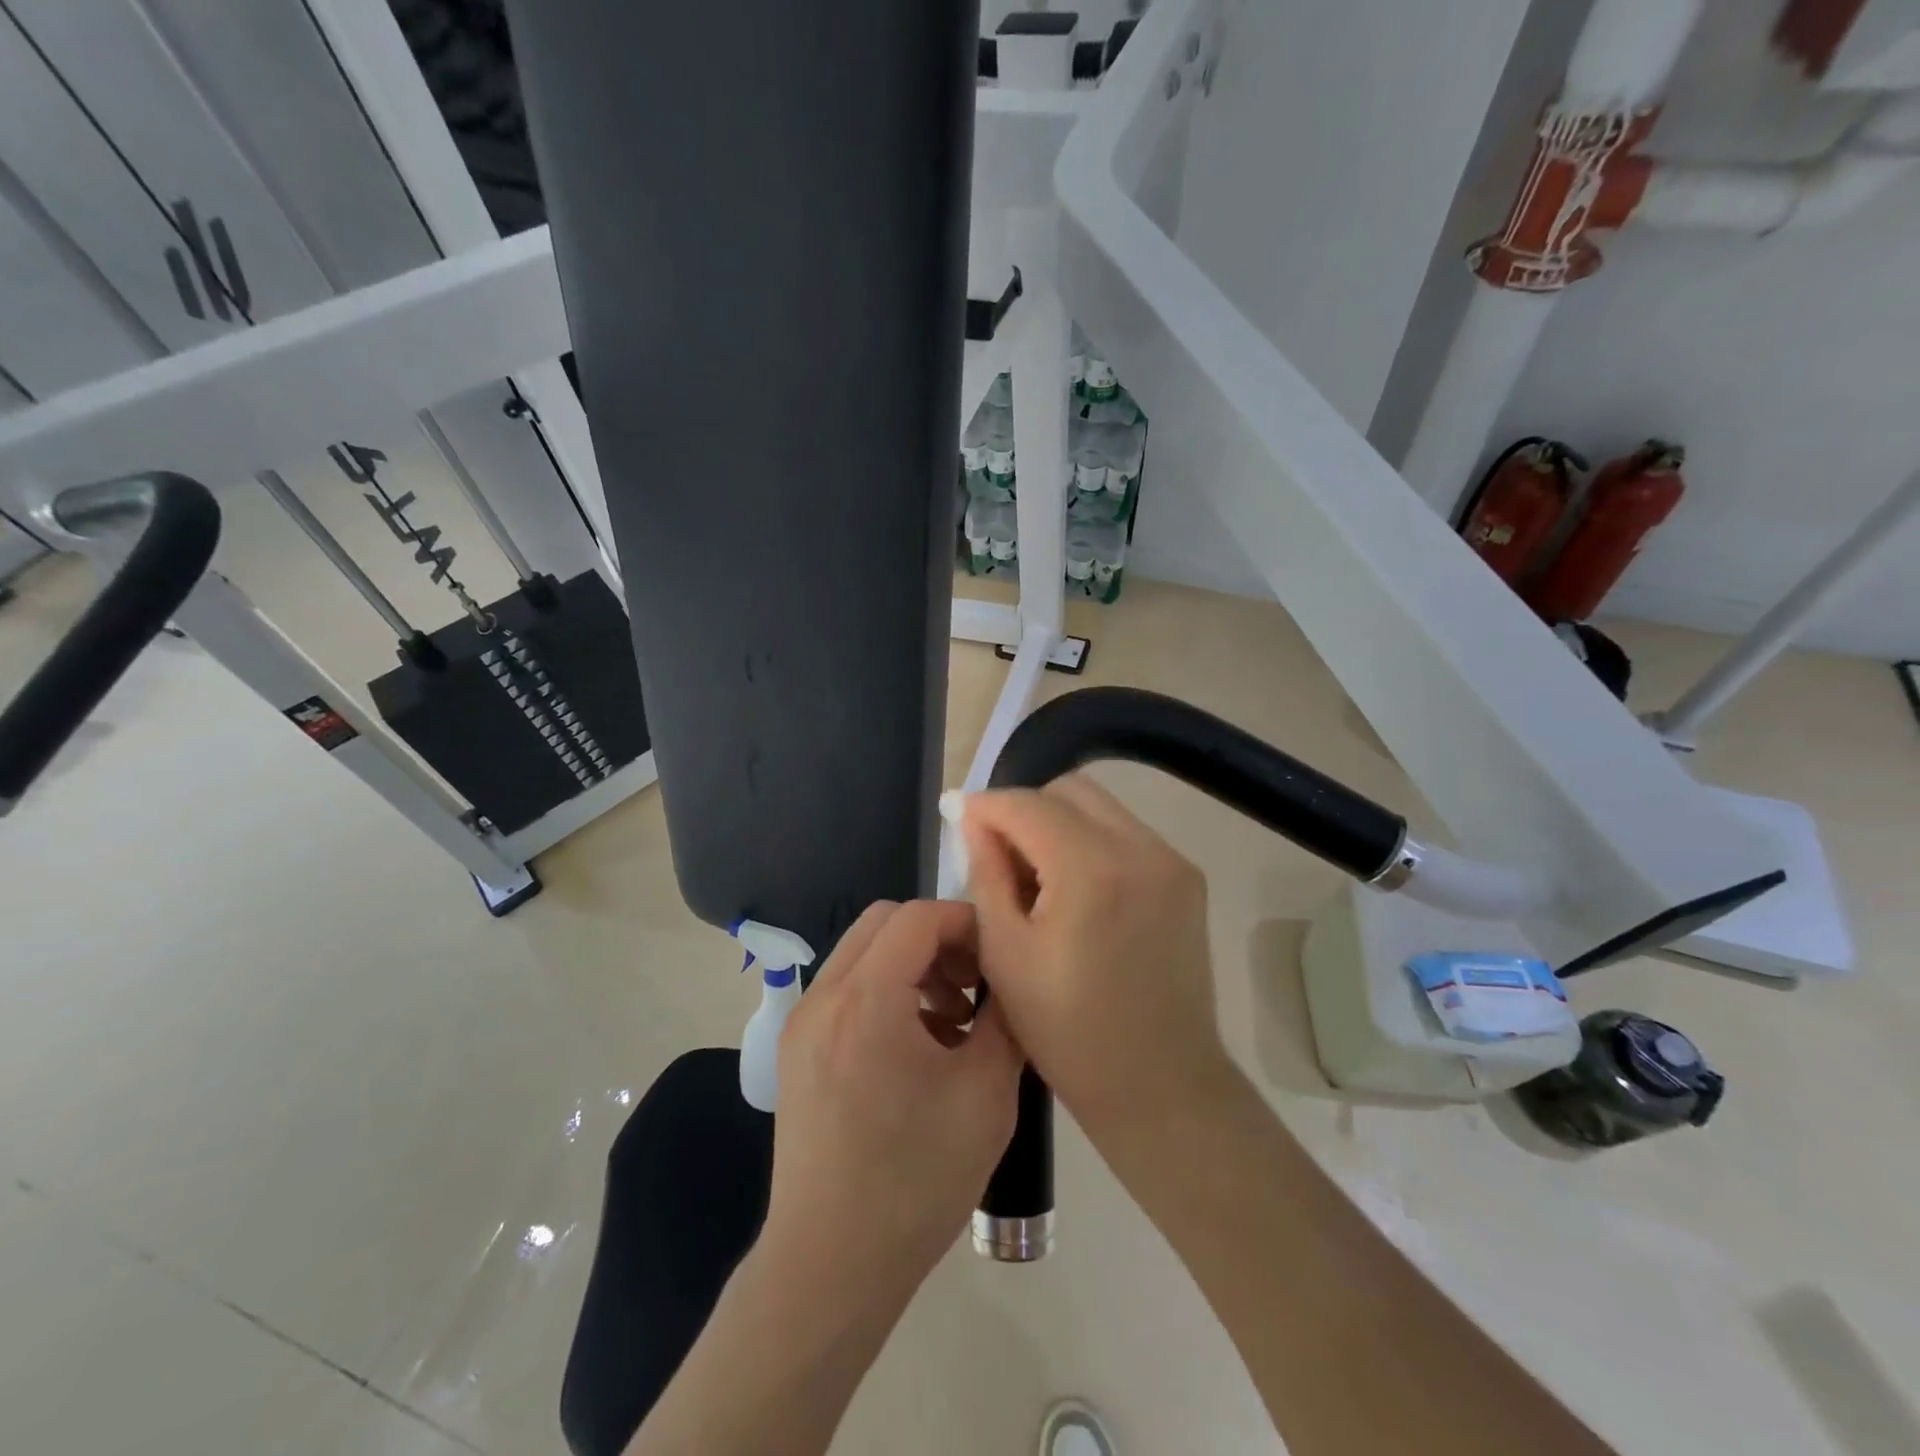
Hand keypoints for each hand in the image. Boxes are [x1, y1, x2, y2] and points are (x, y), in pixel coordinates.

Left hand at [761, 900, 1022, 1300]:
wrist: (831, 1265)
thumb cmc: (916, 1181)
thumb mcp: (986, 1095)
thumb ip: (1003, 1019)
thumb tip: (1009, 979)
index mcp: (866, 1000)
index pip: (918, 917)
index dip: (965, 922)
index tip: (998, 957)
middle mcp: (824, 997)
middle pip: (884, 921)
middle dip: (937, 937)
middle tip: (974, 983)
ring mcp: (802, 1022)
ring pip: (862, 952)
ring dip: (910, 963)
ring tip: (952, 1019)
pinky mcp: (797, 1049)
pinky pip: (846, 988)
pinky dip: (885, 990)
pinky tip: (918, 1045)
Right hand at [958, 774, 1232, 1129]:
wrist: (1162, 1084)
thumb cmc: (1069, 1031)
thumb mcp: (1006, 953)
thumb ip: (987, 872)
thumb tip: (973, 819)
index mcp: (1091, 870)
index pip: (1028, 804)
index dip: (987, 805)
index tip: (959, 818)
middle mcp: (1140, 849)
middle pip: (1069, 790)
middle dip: (1026, 809)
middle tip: (1001, 855)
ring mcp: (1172, 860)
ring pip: (1100, 807)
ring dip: (1059, 824)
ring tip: (1040, 877)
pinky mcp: (1188, 877)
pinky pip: (1126, 833)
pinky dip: (1092, 843)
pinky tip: (1078, 890)